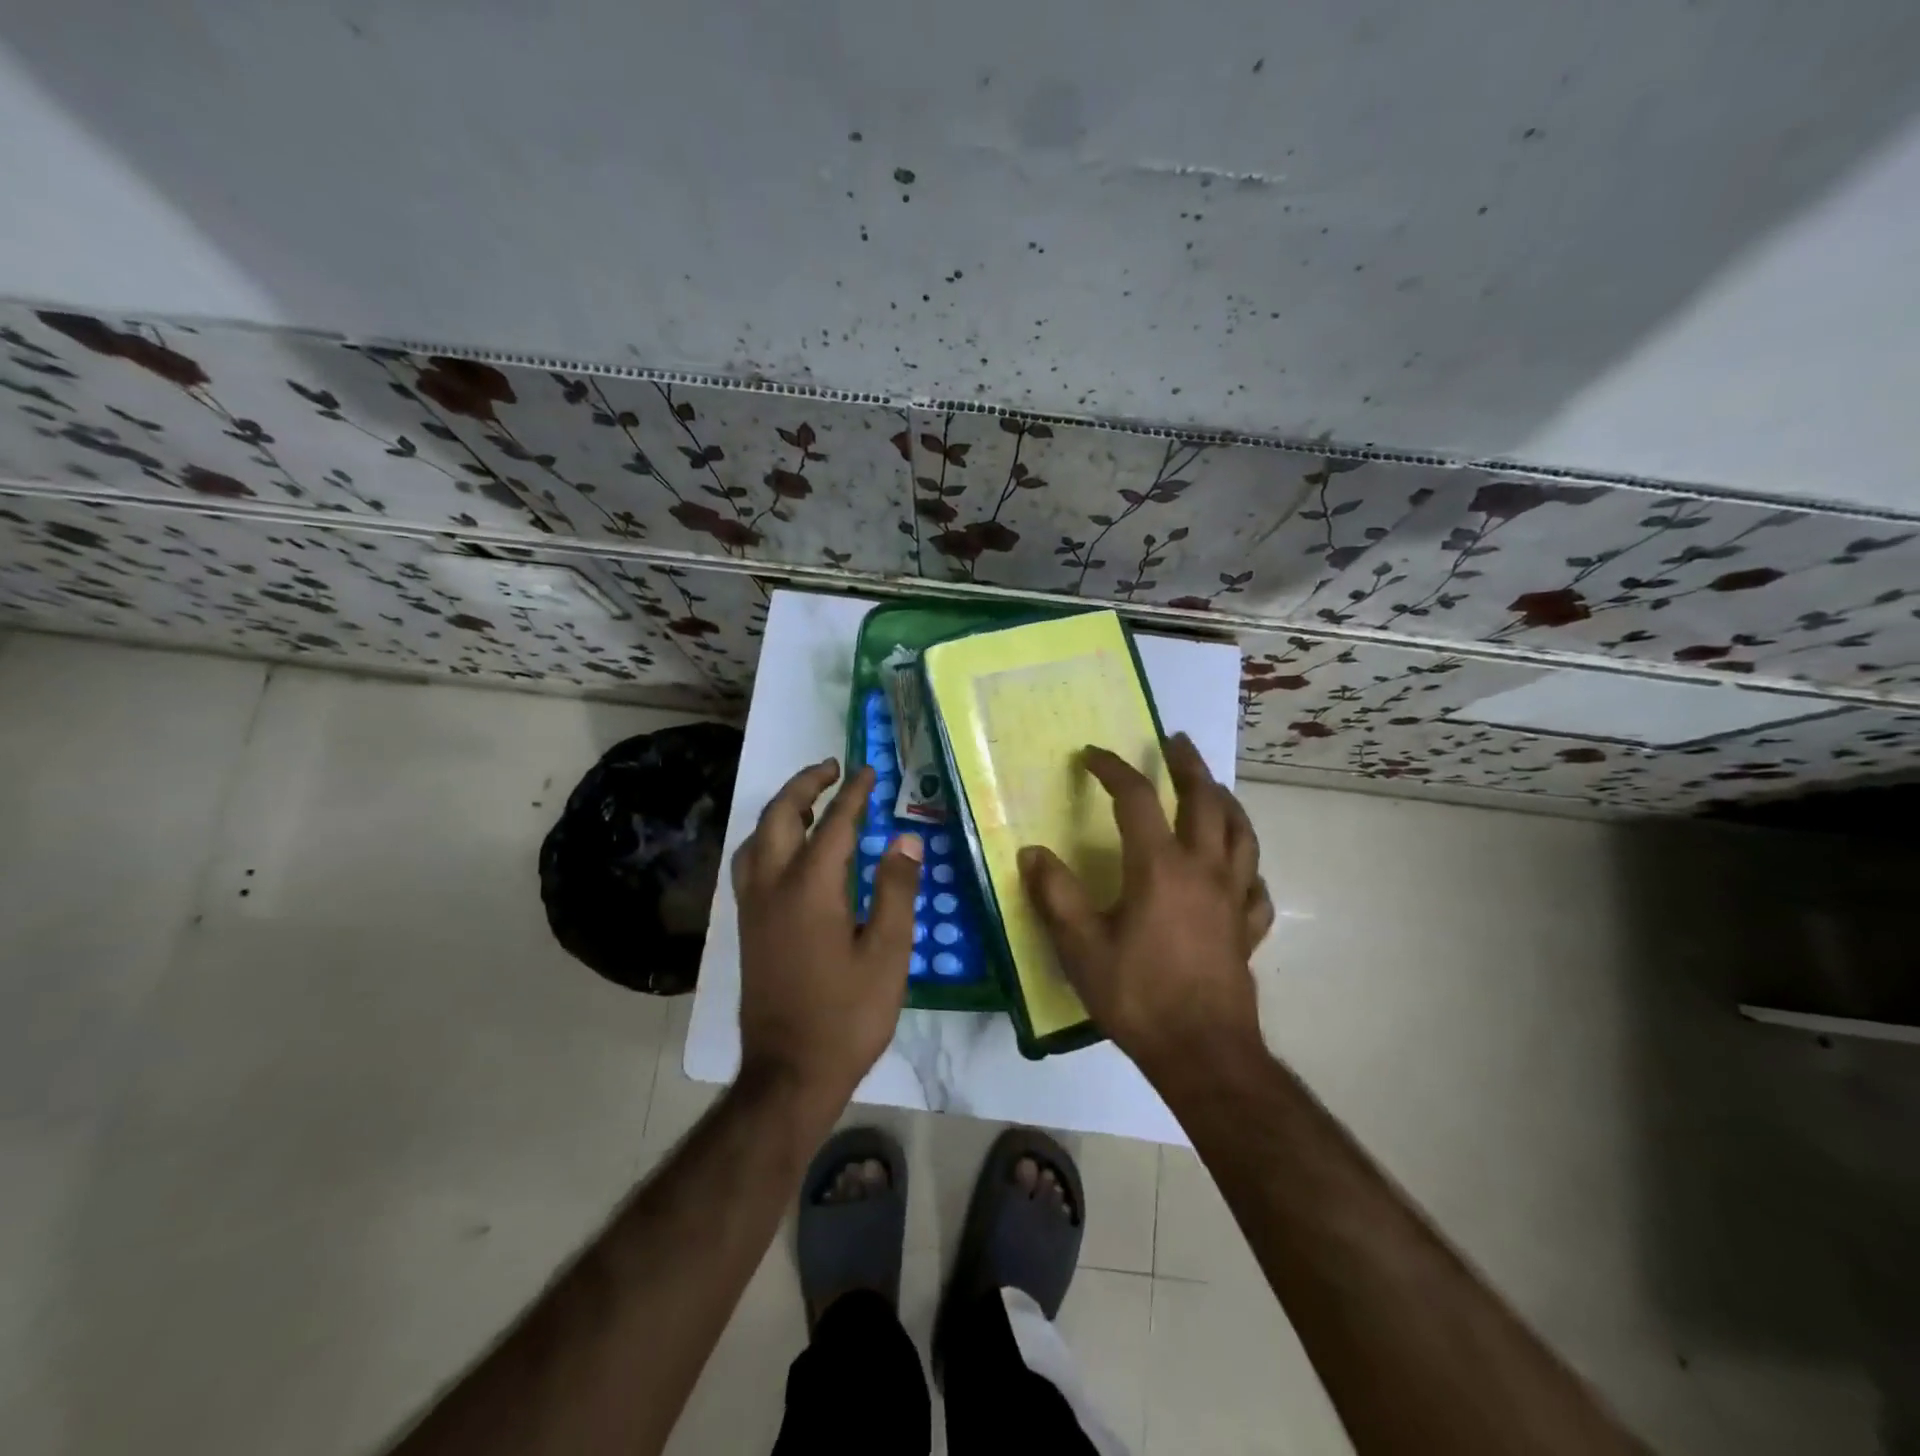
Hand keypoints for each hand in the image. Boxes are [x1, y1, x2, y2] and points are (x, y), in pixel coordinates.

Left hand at [733, 758, 922, 1111]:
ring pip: (757, 837)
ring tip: (810, 802)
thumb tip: (905, 839)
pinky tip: (786, 850)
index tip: (868, 771)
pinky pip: (750, 862)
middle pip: (780, 816)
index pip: (835, 824)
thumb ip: (897, 890)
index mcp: (811, 888)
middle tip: (832, 769)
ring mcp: (753, 907)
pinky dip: (767, 838)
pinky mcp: (746, 927)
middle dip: (806, 785)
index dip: (854, 795)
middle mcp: (773, 886)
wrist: (789, 1072)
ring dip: (782, 809)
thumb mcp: (889, 954)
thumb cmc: (848, 1015)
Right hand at [1018, 733, 1272, 1081]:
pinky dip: (1247, 867)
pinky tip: (1240, 870)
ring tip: (1213, 788)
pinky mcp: (1247, 928)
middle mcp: (1203, 869)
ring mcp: (1233, 898)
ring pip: (1241, 834)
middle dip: (1188, 765)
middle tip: (1175, 741)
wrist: (1202, 1053)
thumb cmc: (1137, 996)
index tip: (1091, 756)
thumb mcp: (1080, 947)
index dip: (1112, 769)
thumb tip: (1032, 853)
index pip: (1136, 798)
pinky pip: (1256, 885)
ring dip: (1226, 802)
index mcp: (1159, 867)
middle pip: (1205, 801)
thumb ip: (1056, 895)